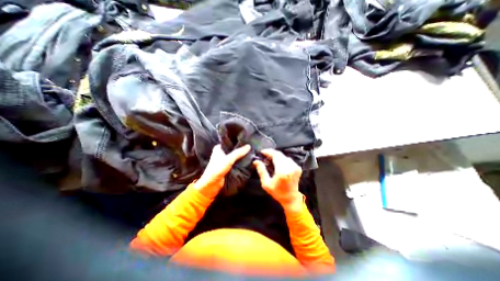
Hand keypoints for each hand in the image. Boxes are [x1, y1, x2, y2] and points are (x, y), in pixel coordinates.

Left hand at [194, 143, 251, 198]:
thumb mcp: (228, 159)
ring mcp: (224, 160)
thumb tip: (249, 146)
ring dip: (241, 156)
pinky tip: (247, 160)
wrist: (211, 185)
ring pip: (235, 156)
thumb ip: (238, 153)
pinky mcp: (227, 167)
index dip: (238, 141)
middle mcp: (221, 153)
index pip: (230, 142)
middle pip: (233, 149)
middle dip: (241, 149)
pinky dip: (240, 162)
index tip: (247, 140)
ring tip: (251, 152)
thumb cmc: (217, 169)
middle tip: (251, 147)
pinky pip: (235, 162)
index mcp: (219, 148)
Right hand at [253, 149, 301, 209]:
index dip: (268, 151)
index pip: (275, 155)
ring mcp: (295, 167)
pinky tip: (277, 163)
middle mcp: (290, 167)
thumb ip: (261, 171)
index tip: (262, 151)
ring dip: (276, 156)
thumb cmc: (278, 192)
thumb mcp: (266, 184)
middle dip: (271, 153)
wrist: (291, 198)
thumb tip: (256, 161)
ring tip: (270, 158)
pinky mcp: (297, 167)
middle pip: (279, 154)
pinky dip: (281, 159)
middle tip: (264, 155)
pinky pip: (288, 159)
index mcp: (282, 171)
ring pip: (283, 156)